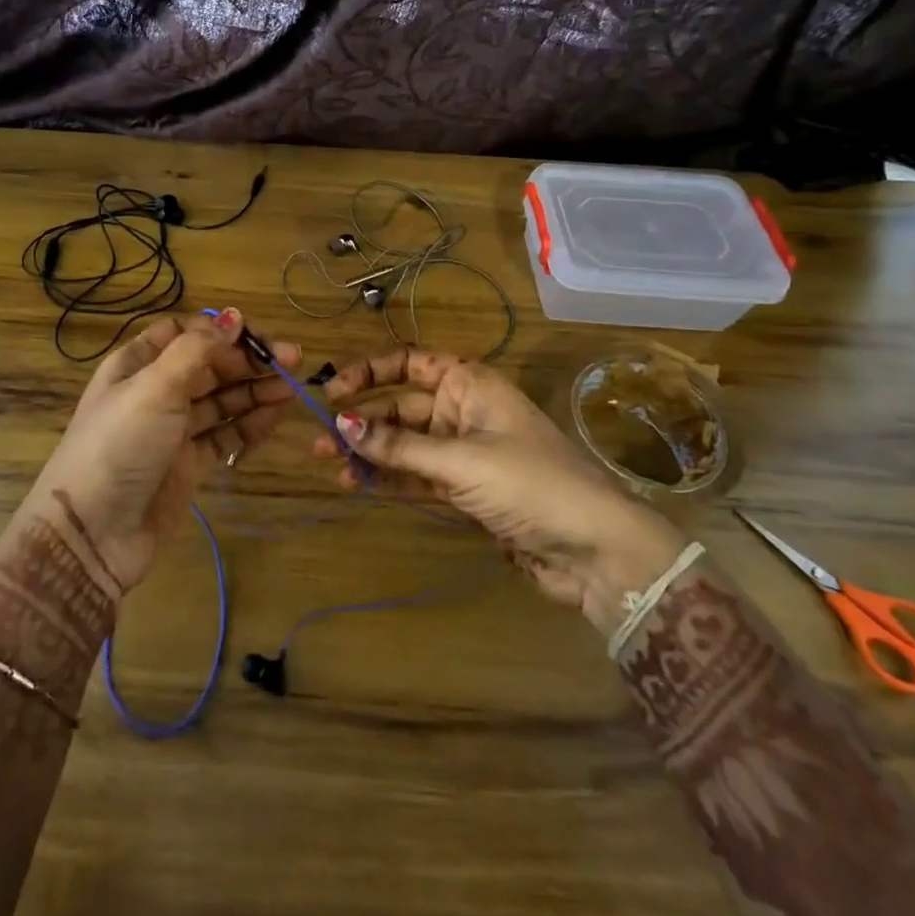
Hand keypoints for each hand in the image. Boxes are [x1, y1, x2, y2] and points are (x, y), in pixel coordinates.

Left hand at [26, 309, 301, 593]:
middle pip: (209, 366)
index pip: (184, 333)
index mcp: (136, 364)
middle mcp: (156, 391)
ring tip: (293, 387)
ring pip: (221, 400)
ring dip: (255, 390)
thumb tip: (234, 318)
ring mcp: (173, 430)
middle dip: (248, 360)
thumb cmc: (119, 444)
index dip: (220, 331)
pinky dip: (250, 422)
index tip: (255, 335)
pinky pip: (225, 434)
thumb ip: (197, 349)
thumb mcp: (154, 387)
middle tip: (292, 360)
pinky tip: (276, 413)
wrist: (92, 533)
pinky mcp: (189, 464)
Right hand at [311, 348, 685, 632]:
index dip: (369, 372)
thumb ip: (399, 446)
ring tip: (329, 464)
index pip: (409, 364)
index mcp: (470, 384)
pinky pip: (416, 475)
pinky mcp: (464, 489)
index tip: (332, 391)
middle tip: (318, 438)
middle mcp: (464, 410)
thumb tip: (340, 422)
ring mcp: (464, 451)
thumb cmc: (531, 484)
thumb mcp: (461, 460)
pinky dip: (388, 479)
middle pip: (401, 407)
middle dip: (362, 421)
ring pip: (405, 444)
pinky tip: (356, 484)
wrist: (595, 551)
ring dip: (370, 453)